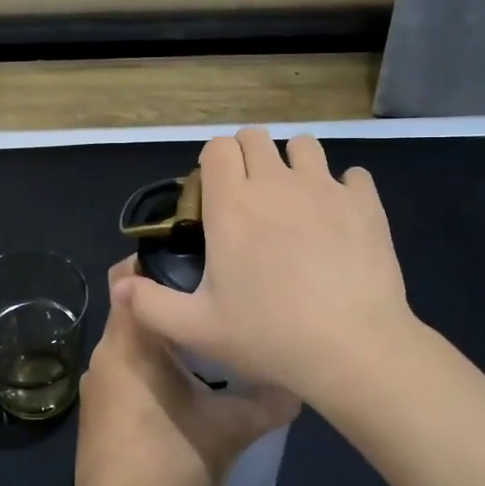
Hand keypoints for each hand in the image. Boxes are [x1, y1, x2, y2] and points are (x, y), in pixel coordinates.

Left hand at [73, 258, 298, 485]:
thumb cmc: (170, 458)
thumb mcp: (230, 429)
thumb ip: (266, 402)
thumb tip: (299, 386)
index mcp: (129, 339)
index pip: (128, 275)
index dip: (157, 259)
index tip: (195, 258)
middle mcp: (105, 351)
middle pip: (135, 309)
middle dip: (171, 303)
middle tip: (215, 301)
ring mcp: (97, 384)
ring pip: (131, 343)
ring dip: (162, 340)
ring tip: (207, 342)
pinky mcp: (97, 411)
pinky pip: (124, 371)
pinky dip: (149, 368)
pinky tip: (183, 387)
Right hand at [110, 128, 416, 407]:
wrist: (352, 348)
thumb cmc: (268, 336)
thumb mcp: (197, 329)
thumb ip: (151, 304)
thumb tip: (120, 284)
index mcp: (232, 206)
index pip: (218, 147)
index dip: (214, 162)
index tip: (216, 192)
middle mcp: (275, 183)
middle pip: (256, 137)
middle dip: (249, 156)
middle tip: (251, 196)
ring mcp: (324, 188)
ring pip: (304, 145)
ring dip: (294, 163)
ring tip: (296, 200)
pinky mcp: (365, 203)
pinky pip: (353, 175)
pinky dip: (344, 188)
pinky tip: (340, 218)